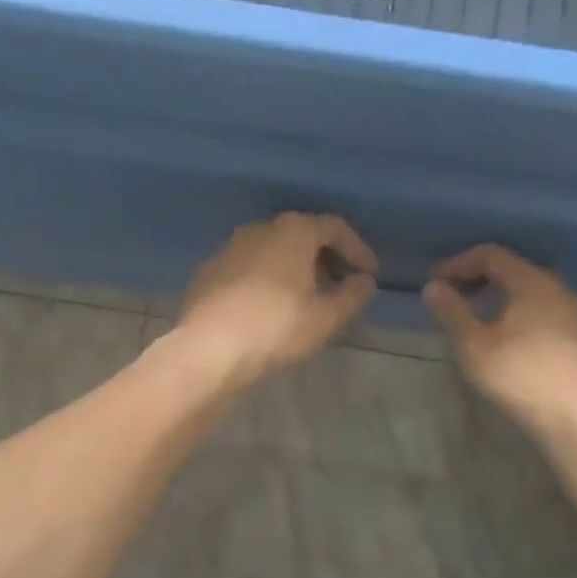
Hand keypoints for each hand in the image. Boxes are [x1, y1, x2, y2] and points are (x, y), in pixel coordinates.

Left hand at [176, 213, 377, 386]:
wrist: (208, 350)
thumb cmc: (276, 329)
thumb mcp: (326, 318)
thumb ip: (352, 296)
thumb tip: (364, 282)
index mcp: (293, 231)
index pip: (334, 227)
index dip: (357, 249)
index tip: (369, 274)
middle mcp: (259, 229)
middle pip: (300, 235)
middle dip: (324, 257)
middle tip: (338, 285)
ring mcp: (228, 249)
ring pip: (271, 251)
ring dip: (293, 268)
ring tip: (305, 298)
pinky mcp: (207, 273)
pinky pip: (246, 268)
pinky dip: (265, 280)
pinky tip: (268, 308)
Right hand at [423, 245, 576, 432]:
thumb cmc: (520, 377)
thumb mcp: (474, 346)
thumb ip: (452, 312)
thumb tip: (433, 287)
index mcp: (532, 283)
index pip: (491, 255)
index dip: (458, 263)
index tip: (434, 282)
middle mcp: (559, 289)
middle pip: (514, 270)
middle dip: (479, 279)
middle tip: (454, 299)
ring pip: (532, 293)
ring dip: (501, 299)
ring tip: (479, 321)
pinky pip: (545, 313)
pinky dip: (520, 315)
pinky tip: (510, 342)